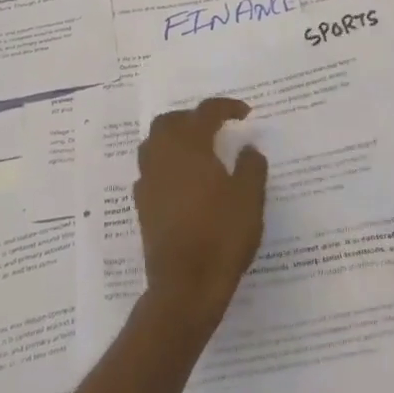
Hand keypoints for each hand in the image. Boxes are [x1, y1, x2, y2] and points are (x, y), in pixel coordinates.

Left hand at [134, 98, 268, 332]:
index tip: (245, 113)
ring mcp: (148, 181)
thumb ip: (251, 167)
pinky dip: (166, 165)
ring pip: (154, 144)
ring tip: (198, 150)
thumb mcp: (249, 198)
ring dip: (174, 138)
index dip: (226, 107)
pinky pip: (151, 170)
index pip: (205, 112)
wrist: (185, 284)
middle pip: (169, 122)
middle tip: (215, 127)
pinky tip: (184, 181)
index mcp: (190, 147)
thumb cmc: (221, 235)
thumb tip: (248, 149)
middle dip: (192, 117)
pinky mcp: (143, 205)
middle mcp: (163, 157)